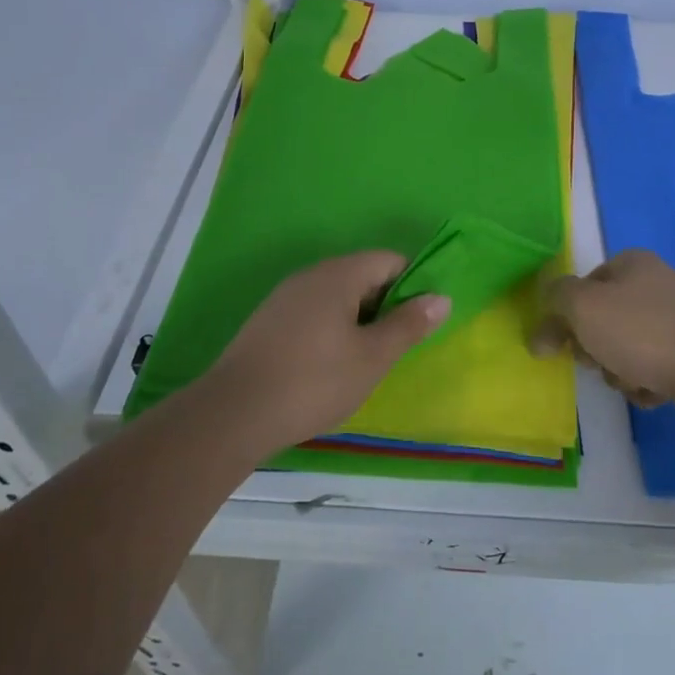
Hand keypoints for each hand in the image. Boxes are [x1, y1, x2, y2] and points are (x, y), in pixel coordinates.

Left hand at [198, 252, 450, 455]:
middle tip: (396, 346)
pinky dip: (332, 330)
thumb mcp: (373, 357)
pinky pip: (314, 312)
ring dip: (359, 320)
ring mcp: (285, 297)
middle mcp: (311, 275)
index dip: (413, 284)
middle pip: (363, 275)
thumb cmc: (314, 381)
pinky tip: (329, 366)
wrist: (233, 414)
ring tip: (366, 360)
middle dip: (386, 305)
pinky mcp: (268, 321)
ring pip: (337, 296)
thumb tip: (441, 297)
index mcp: (340, 274)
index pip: (389, 259)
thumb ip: (409, 325)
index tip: (421, 321)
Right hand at [530, 249, 674, 408]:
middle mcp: (656, 283)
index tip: (566, 344)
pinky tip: (654, 391)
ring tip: (632, 381)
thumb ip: (554, 304)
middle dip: (596, 348)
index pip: (584, 285)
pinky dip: (646, 382)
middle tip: (600, 363)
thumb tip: (541, 330)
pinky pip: (654, 366)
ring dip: (619, 370)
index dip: (569, 315)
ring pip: (627, 347)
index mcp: (632, 262)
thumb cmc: (641, 332)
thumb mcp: (583, 307)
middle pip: (604, 318)